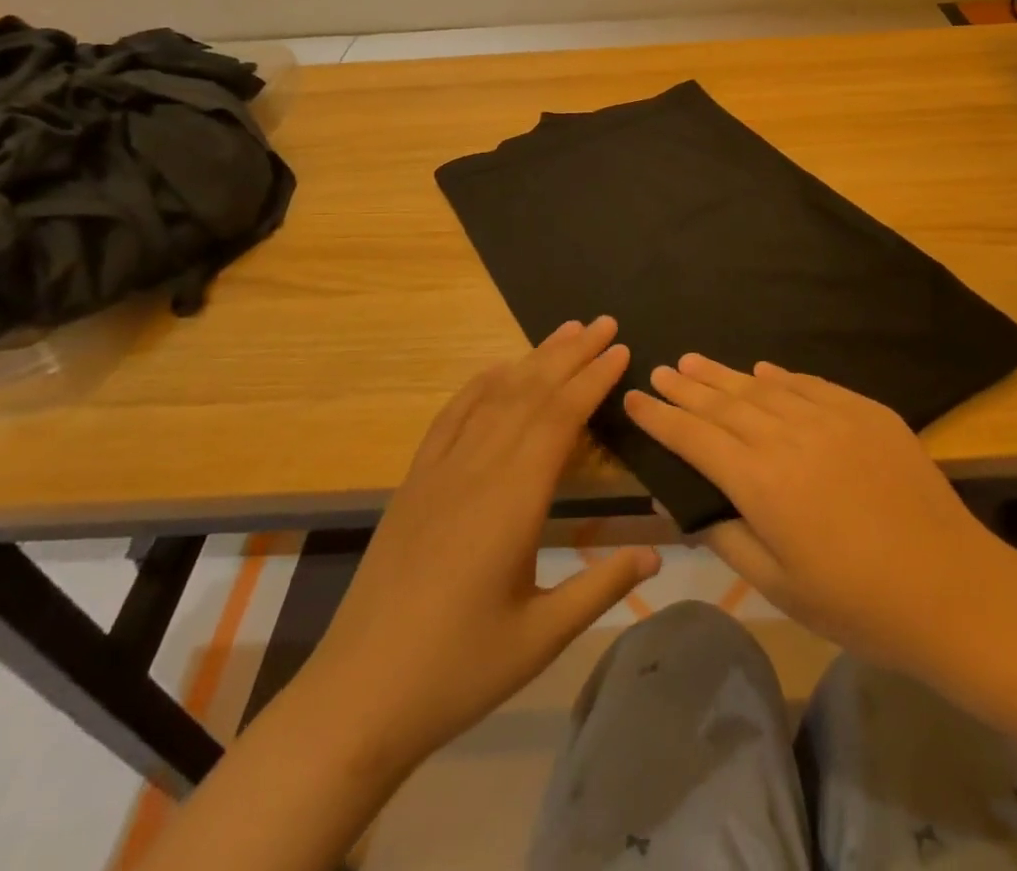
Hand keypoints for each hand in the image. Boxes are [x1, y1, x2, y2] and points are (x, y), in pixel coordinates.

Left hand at [303, 318, 660, 782]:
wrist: (360, 694)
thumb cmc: (459, 670)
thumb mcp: (543, 637)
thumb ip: (602, 587)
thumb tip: (656, 552)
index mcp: (513, 501)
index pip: (561, 419)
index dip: (593, 379)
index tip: (622, 349)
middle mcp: (477, 469)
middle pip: (531, 394)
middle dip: (571, 354)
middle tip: (605, 323)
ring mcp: (440, 471)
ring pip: (494, 397)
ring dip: (532, 360)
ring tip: (564, 332)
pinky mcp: (415, 481)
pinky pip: (451, 417)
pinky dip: (479, 385)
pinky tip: (496, 370)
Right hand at [625, 356, 1008, 676]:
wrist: (951, 588)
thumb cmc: (856, 602)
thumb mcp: (777, 585)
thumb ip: (724, 534)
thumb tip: (678, 500)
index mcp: (759, 481)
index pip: (694, 438)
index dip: (660, 417)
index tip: (635, 398)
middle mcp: (787, 436)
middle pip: (723, 403)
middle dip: (686, 386)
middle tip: (661, 369)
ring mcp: (829, 417)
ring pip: (763, 386)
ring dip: (724, 374)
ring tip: (694, 360)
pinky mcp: (865, 411)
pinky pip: (810, 384)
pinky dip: (781, 376)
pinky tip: (763, 371)